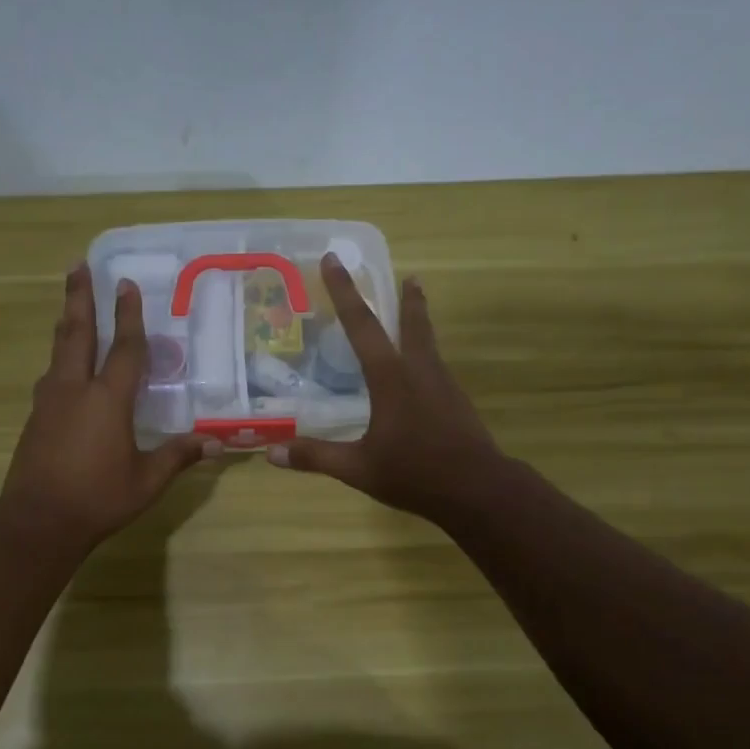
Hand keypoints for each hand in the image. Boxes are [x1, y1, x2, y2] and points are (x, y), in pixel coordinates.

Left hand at [0, 264, 215, 555]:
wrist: (37, 520)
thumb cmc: (98, 499)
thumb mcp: (147, 481)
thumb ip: (178, 456)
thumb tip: (216, 443)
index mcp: (108, 400)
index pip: (124, 349)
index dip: (128, 316)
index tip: (126, 284)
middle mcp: (75, 390)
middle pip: (77, 333)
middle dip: (79, 297)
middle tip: (78, 266)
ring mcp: (50, 402)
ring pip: (58, 351)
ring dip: (66, 322)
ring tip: (70, 304)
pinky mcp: (36, 418)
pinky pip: (51, 375)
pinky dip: (60, 357)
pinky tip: (62, 365)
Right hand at [268, 254, 504, 524]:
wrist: (477, 489)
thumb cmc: (415, 473)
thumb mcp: (358, 468)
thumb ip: (316, 457)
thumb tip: (272, 453)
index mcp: (391, 378)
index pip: (362, 326)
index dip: (344, 292)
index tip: (334, 259)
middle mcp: (419, 371)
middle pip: (412, 324)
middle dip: (405, 298)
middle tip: (409, 276)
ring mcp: (444, 385)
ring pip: (428, 344)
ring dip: (419, 324)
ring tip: (415, 312)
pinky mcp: (457, 402)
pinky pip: (436, 368)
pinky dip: (425, 356)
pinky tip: (421, 373)